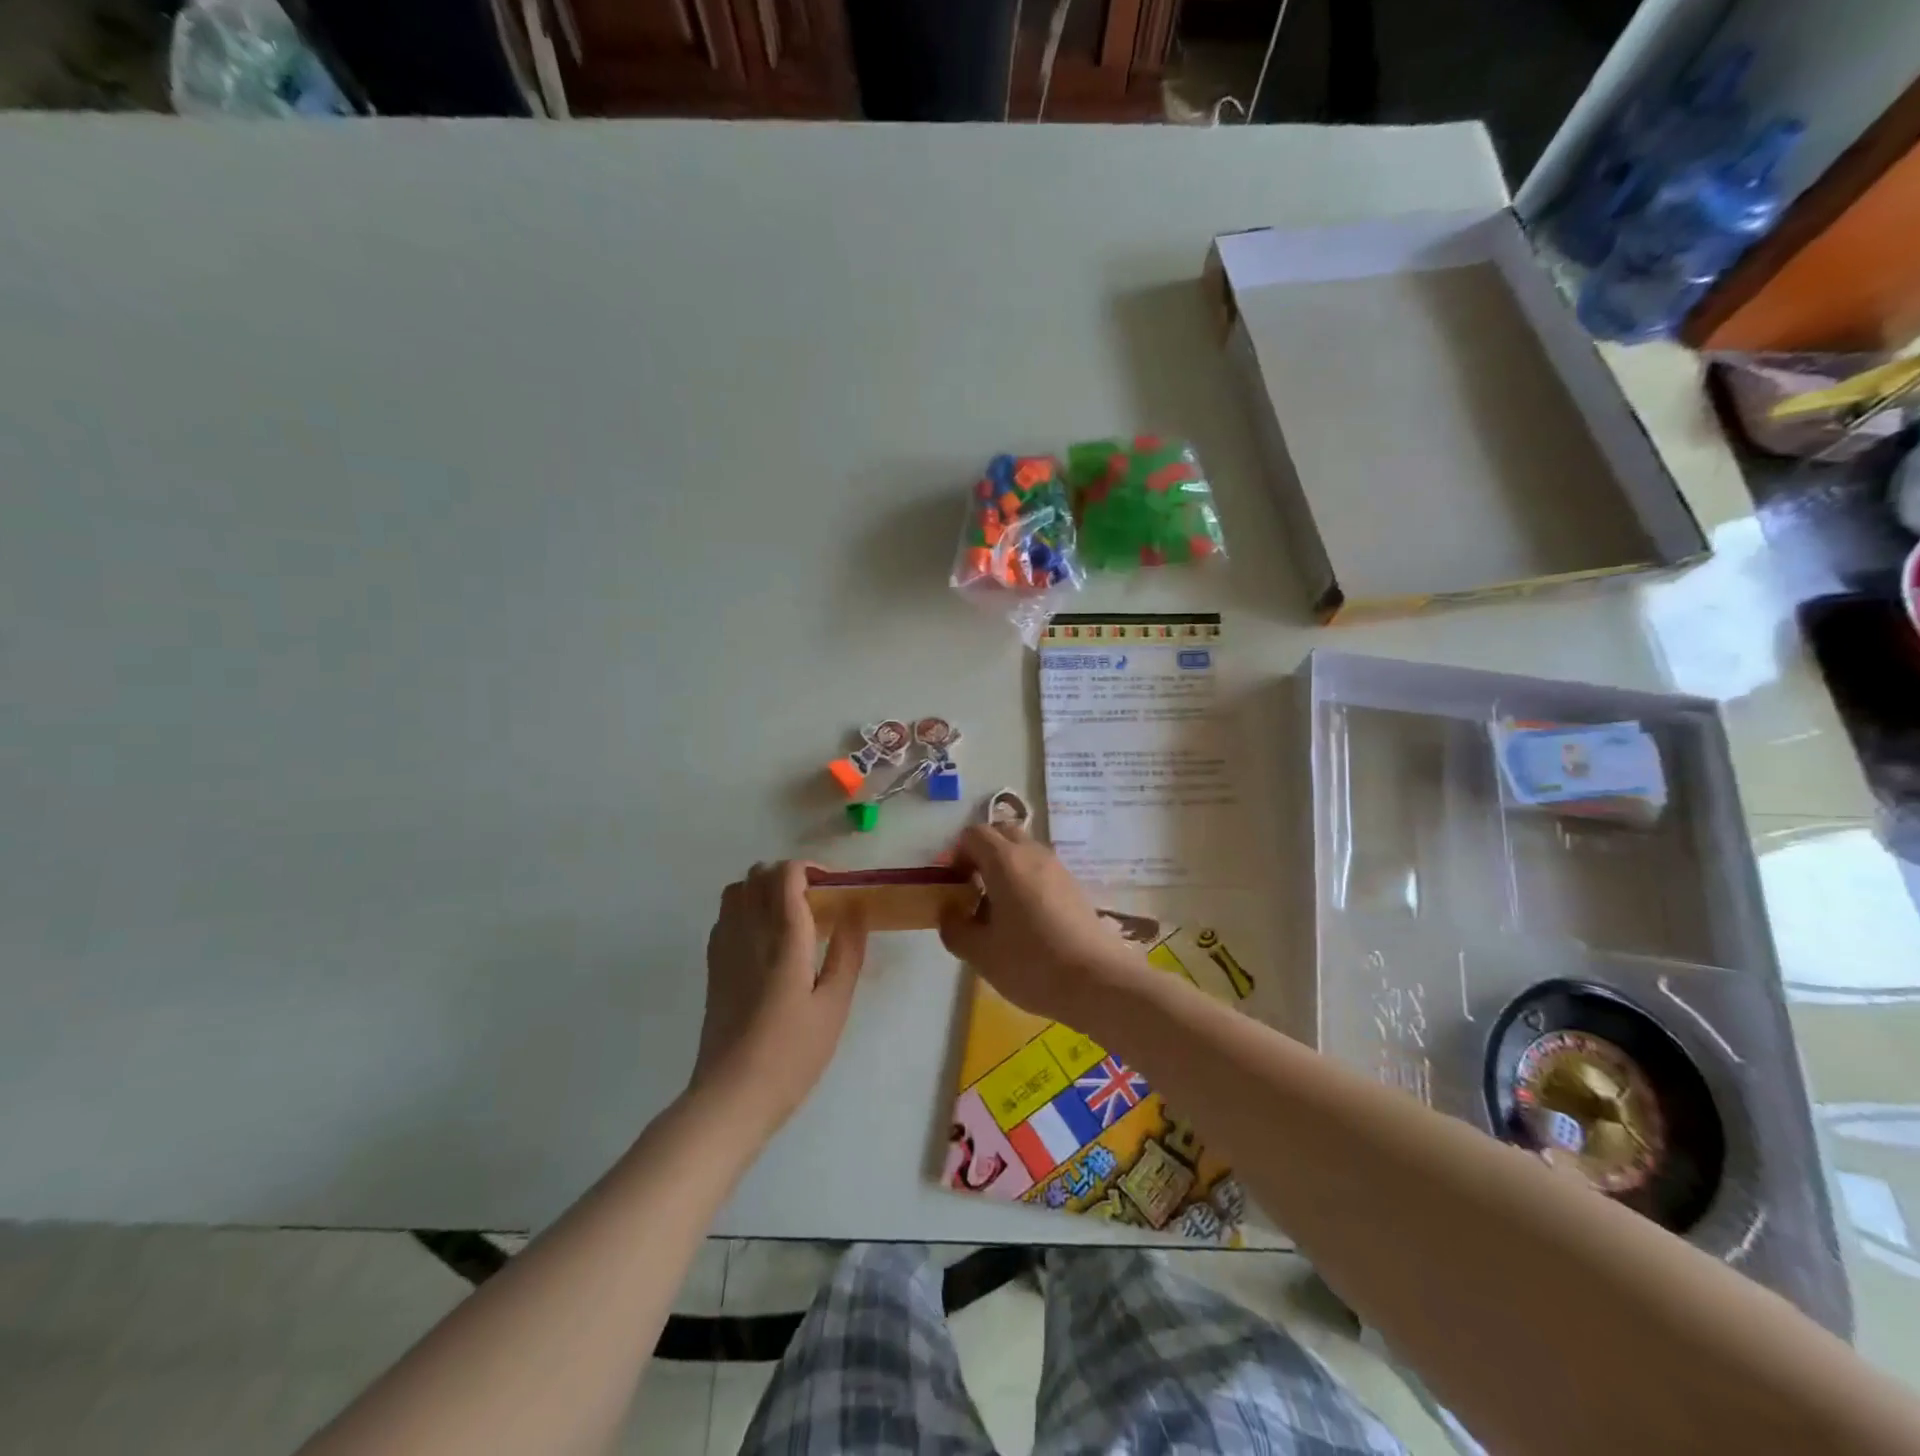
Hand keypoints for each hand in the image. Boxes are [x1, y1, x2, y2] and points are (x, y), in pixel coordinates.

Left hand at [692, 861, 866, 1131]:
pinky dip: (745, 909)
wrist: (730, 1097)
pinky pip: (725, 917)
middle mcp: (748, 932)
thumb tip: (855, 910)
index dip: (811, 868)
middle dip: (788, 875)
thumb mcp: (834, 1006)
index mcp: (782, 937)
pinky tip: (765, 940)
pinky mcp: (712, 967)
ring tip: (790, 915)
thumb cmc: (792, 1054)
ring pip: (736, 891)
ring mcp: (724, 948)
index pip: (785, 874)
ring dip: (763, 889)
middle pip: (758, 874)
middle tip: (817, 900)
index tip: (834, 887)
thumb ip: (847, 953)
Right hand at [938, 825, 1142, 1023]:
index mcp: (1006, 861)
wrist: (1099, 982)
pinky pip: (1041, 870)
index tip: (951, 885)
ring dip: (1004, 868)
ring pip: (1024, 851)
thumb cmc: (1032, 963)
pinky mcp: (1075, 887)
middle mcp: (1033, 854)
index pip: (974, 834)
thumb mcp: (980, 953)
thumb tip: (949, 912)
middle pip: (1001, 833)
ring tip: (997, 909)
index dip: (956, 854)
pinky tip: (1025, 921)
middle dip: (981, 854)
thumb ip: (954, 928)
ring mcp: (1059, 868)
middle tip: (971, 889)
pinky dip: (1025, 881)